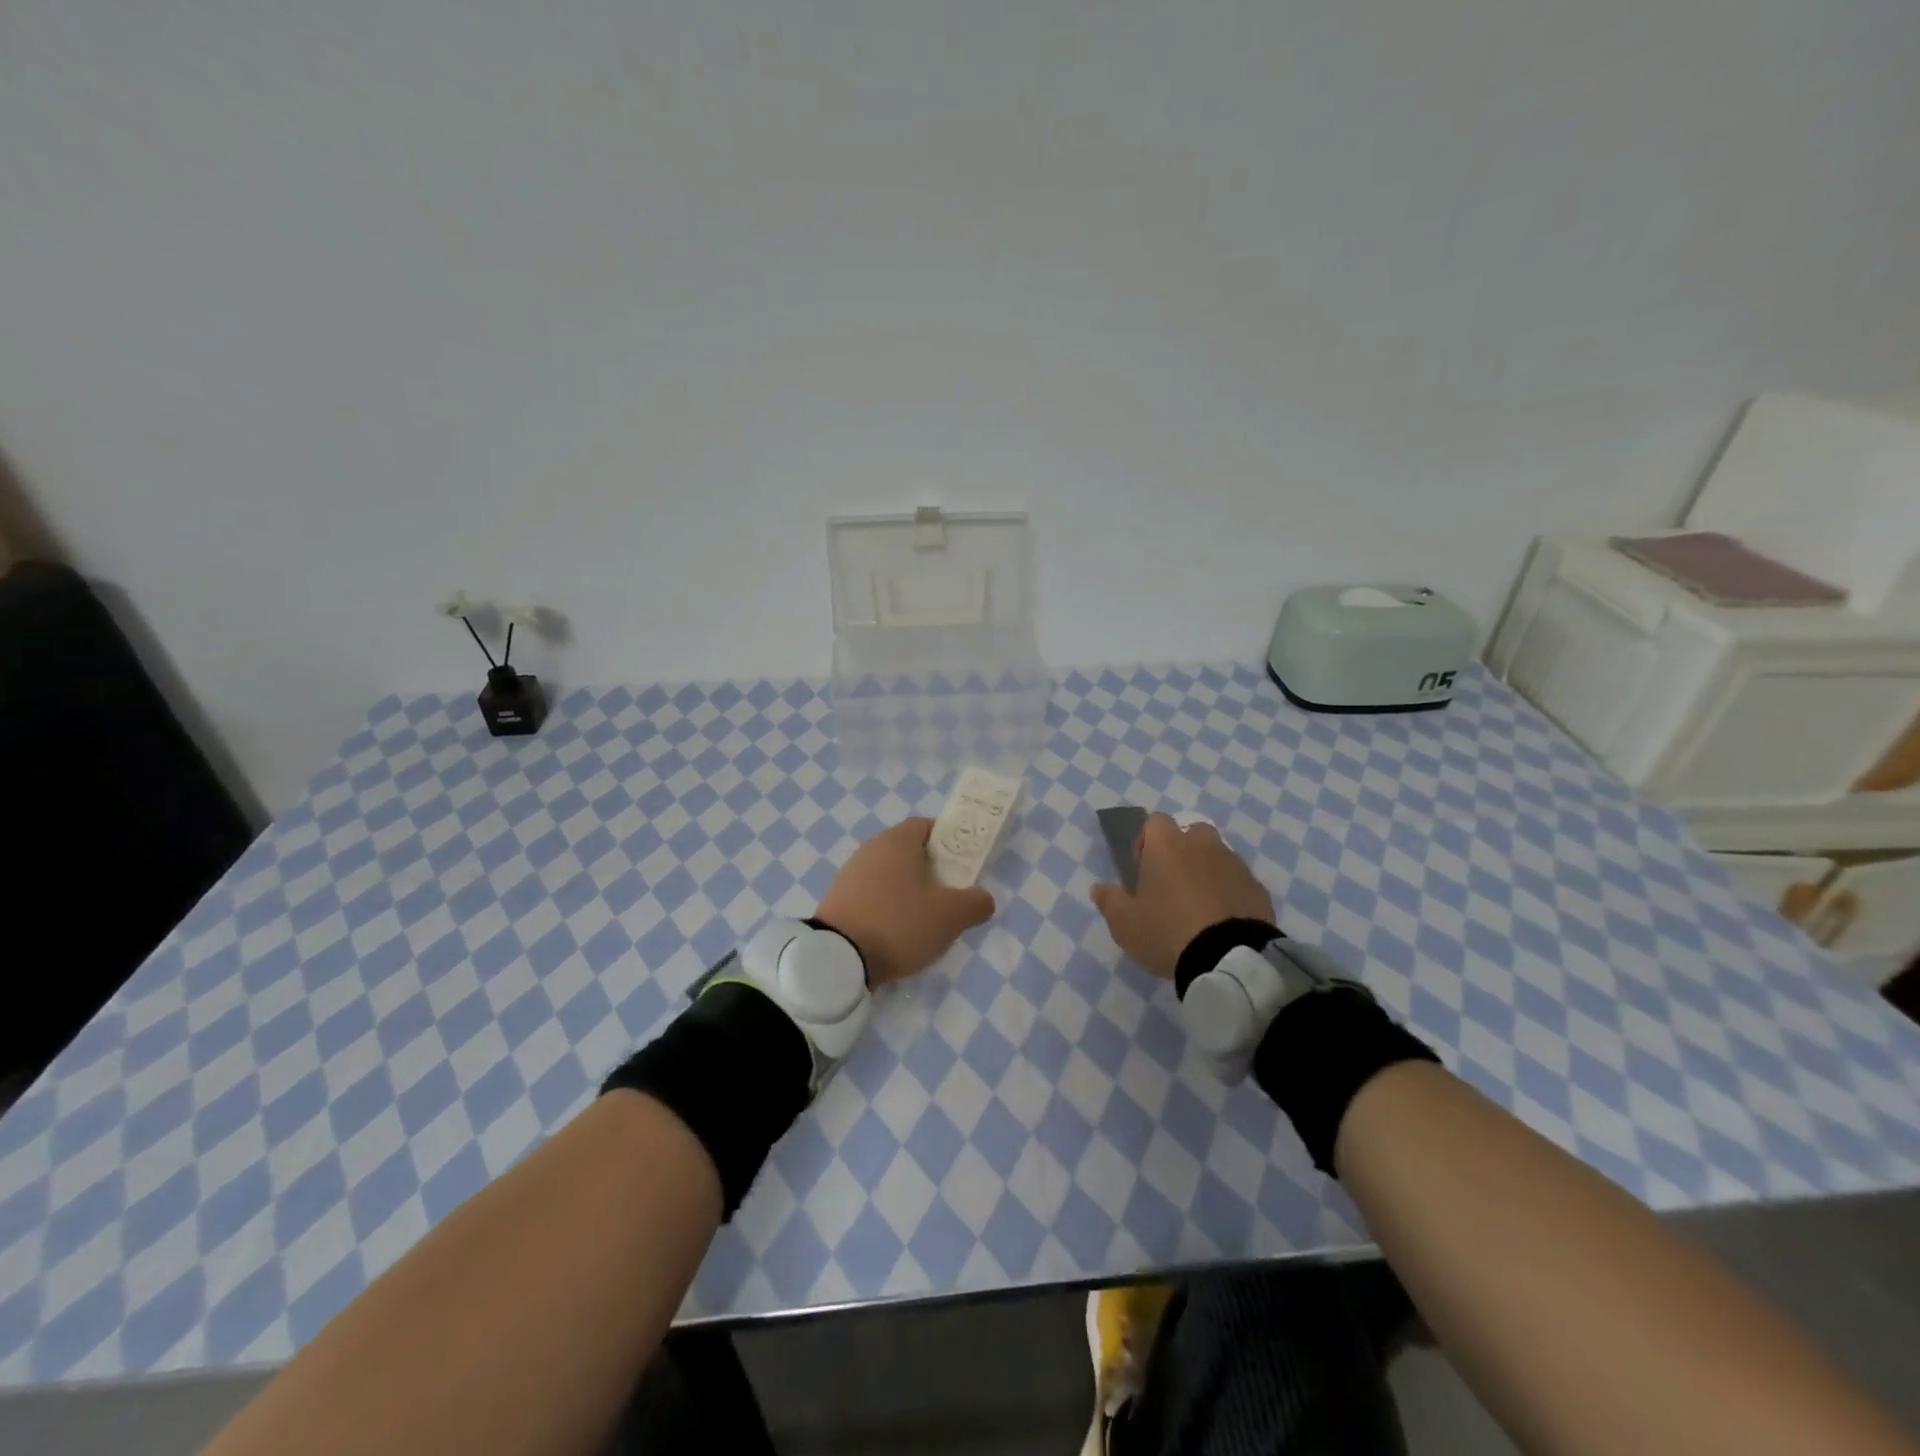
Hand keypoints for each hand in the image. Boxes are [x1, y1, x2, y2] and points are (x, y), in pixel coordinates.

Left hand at [816, 819, 996, 987]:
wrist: (838, 958)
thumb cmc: (900, 923)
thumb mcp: (951, 915)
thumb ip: (976, 903)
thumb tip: (983, 899)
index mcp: (898, 840)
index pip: (927, 826)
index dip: (948, 842)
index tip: (962, 867)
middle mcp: (871, 848)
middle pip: (908, 851)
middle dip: (930, 871)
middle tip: (948, 897)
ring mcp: (850, 874)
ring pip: (890, 875)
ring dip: (908, 892)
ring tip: (924, 922)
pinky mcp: (838, 900)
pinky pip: (872, 896)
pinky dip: (887, 908)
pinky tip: (896, 934)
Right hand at [1091, 814, 1274, 977]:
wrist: (1229, 958)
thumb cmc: (1167, 931)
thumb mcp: (1124, 923)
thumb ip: (1109, 901)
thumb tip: (1098, 888)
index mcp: (1167, 845)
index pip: (1155, 821)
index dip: (1145, 841)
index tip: (1142, 870)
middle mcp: (1203, 844)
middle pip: (1190, 834)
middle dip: (1180, 852)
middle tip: (1171, 886)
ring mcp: (1235, 864)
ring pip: (1217, 856)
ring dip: (1206, 872)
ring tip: (1198, 907)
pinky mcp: (1258, 888)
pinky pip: (1237, 882)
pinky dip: (1229, 893)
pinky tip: (1222, 921)